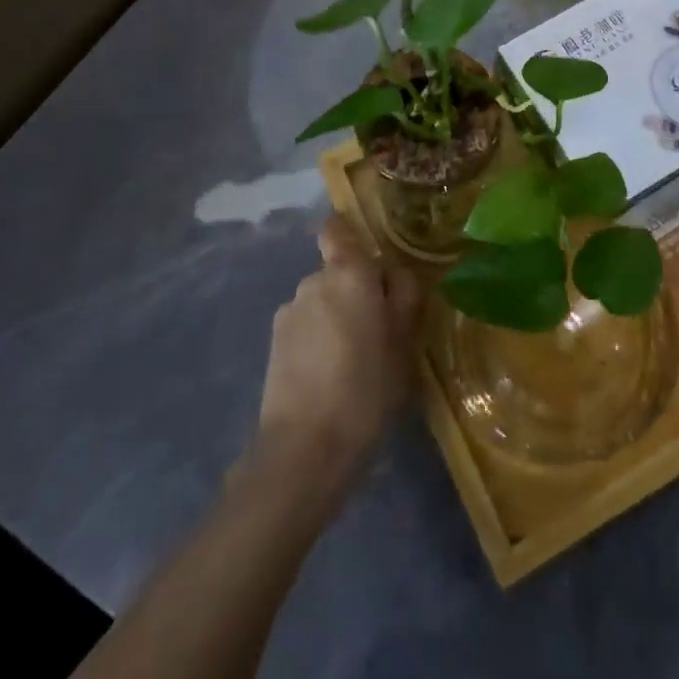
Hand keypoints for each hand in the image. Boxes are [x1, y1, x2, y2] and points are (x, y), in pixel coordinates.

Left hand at [255, 216, 421, 490]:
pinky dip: (317, 342)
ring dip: (336, 319)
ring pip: (321, 302)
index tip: (371, 264)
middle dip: (355, 291)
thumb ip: (404, 297)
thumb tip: (397, 274)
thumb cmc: (366, 389)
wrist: (305, 449)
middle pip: (337, 271)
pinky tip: (329, 379)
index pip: (337, 228)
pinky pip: (305, 328)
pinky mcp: (274, 345)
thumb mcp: (403, 343)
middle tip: (378, 330)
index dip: (350, 237)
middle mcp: (314, 280)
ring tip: (353, 363)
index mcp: (348, 273)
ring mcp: (289, 312)